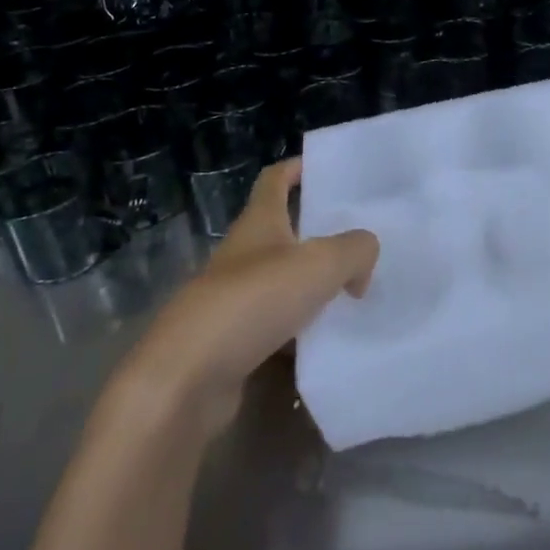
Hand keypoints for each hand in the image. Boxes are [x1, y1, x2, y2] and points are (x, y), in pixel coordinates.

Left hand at [112, 159, 378, 436]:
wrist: (187, 380)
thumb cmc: (253, 301)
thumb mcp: (320, 264)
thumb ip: (355, 250)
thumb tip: (363, 260)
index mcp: (259, 223)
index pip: (275, 180)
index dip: (298, 168)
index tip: (327, 169)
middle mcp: (244, 255)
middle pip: (285, 233)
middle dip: (320, 234)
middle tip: (362, 239)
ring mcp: (235, 301)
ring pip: (284, 284)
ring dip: (315, 287)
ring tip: (359, 293)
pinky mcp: (234, 344)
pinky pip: (278, 329)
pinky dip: (303, 333)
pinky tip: (332, 342)